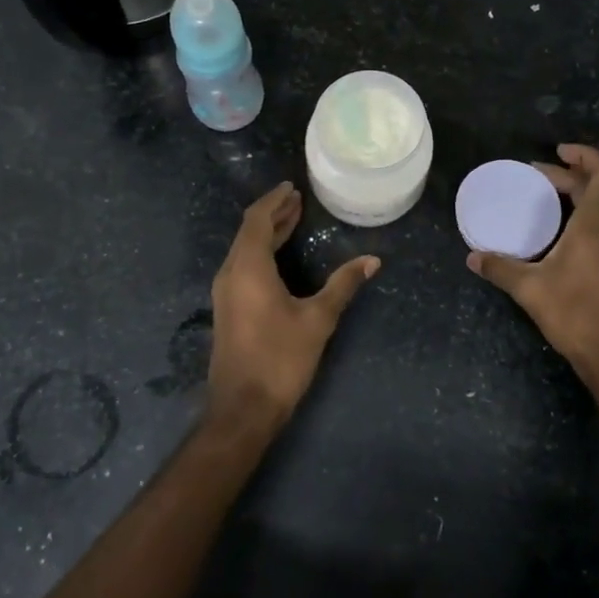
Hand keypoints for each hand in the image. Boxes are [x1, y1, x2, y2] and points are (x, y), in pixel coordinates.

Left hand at [209, 182, 378, 430]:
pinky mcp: (228, 309)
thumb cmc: (280, 359)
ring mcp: (226, 293)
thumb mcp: (318, 319)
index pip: (257, 220)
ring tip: (293, 220)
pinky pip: (243, 266)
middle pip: (249, 231)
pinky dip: (262, 251)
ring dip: (267, 233)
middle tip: (298, 200)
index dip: (274, 201)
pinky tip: (280, 257)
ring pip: (244, 249)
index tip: (292, 187)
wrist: (242, 409)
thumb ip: (343, 285)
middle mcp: (231, 273)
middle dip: (273, 214)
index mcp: (248, 268)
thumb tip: (372, 260)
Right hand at [467, 145, 598, 397]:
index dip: (587, 156)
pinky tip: (567, 233)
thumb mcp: (530, 289)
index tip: (558, 152)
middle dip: (573, 176)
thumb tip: (472, 257)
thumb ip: (500, 268)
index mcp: (597, 224)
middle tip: (539, 178)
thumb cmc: (576, 313)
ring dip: (585, 195)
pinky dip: (590, 216)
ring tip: (553, 198)